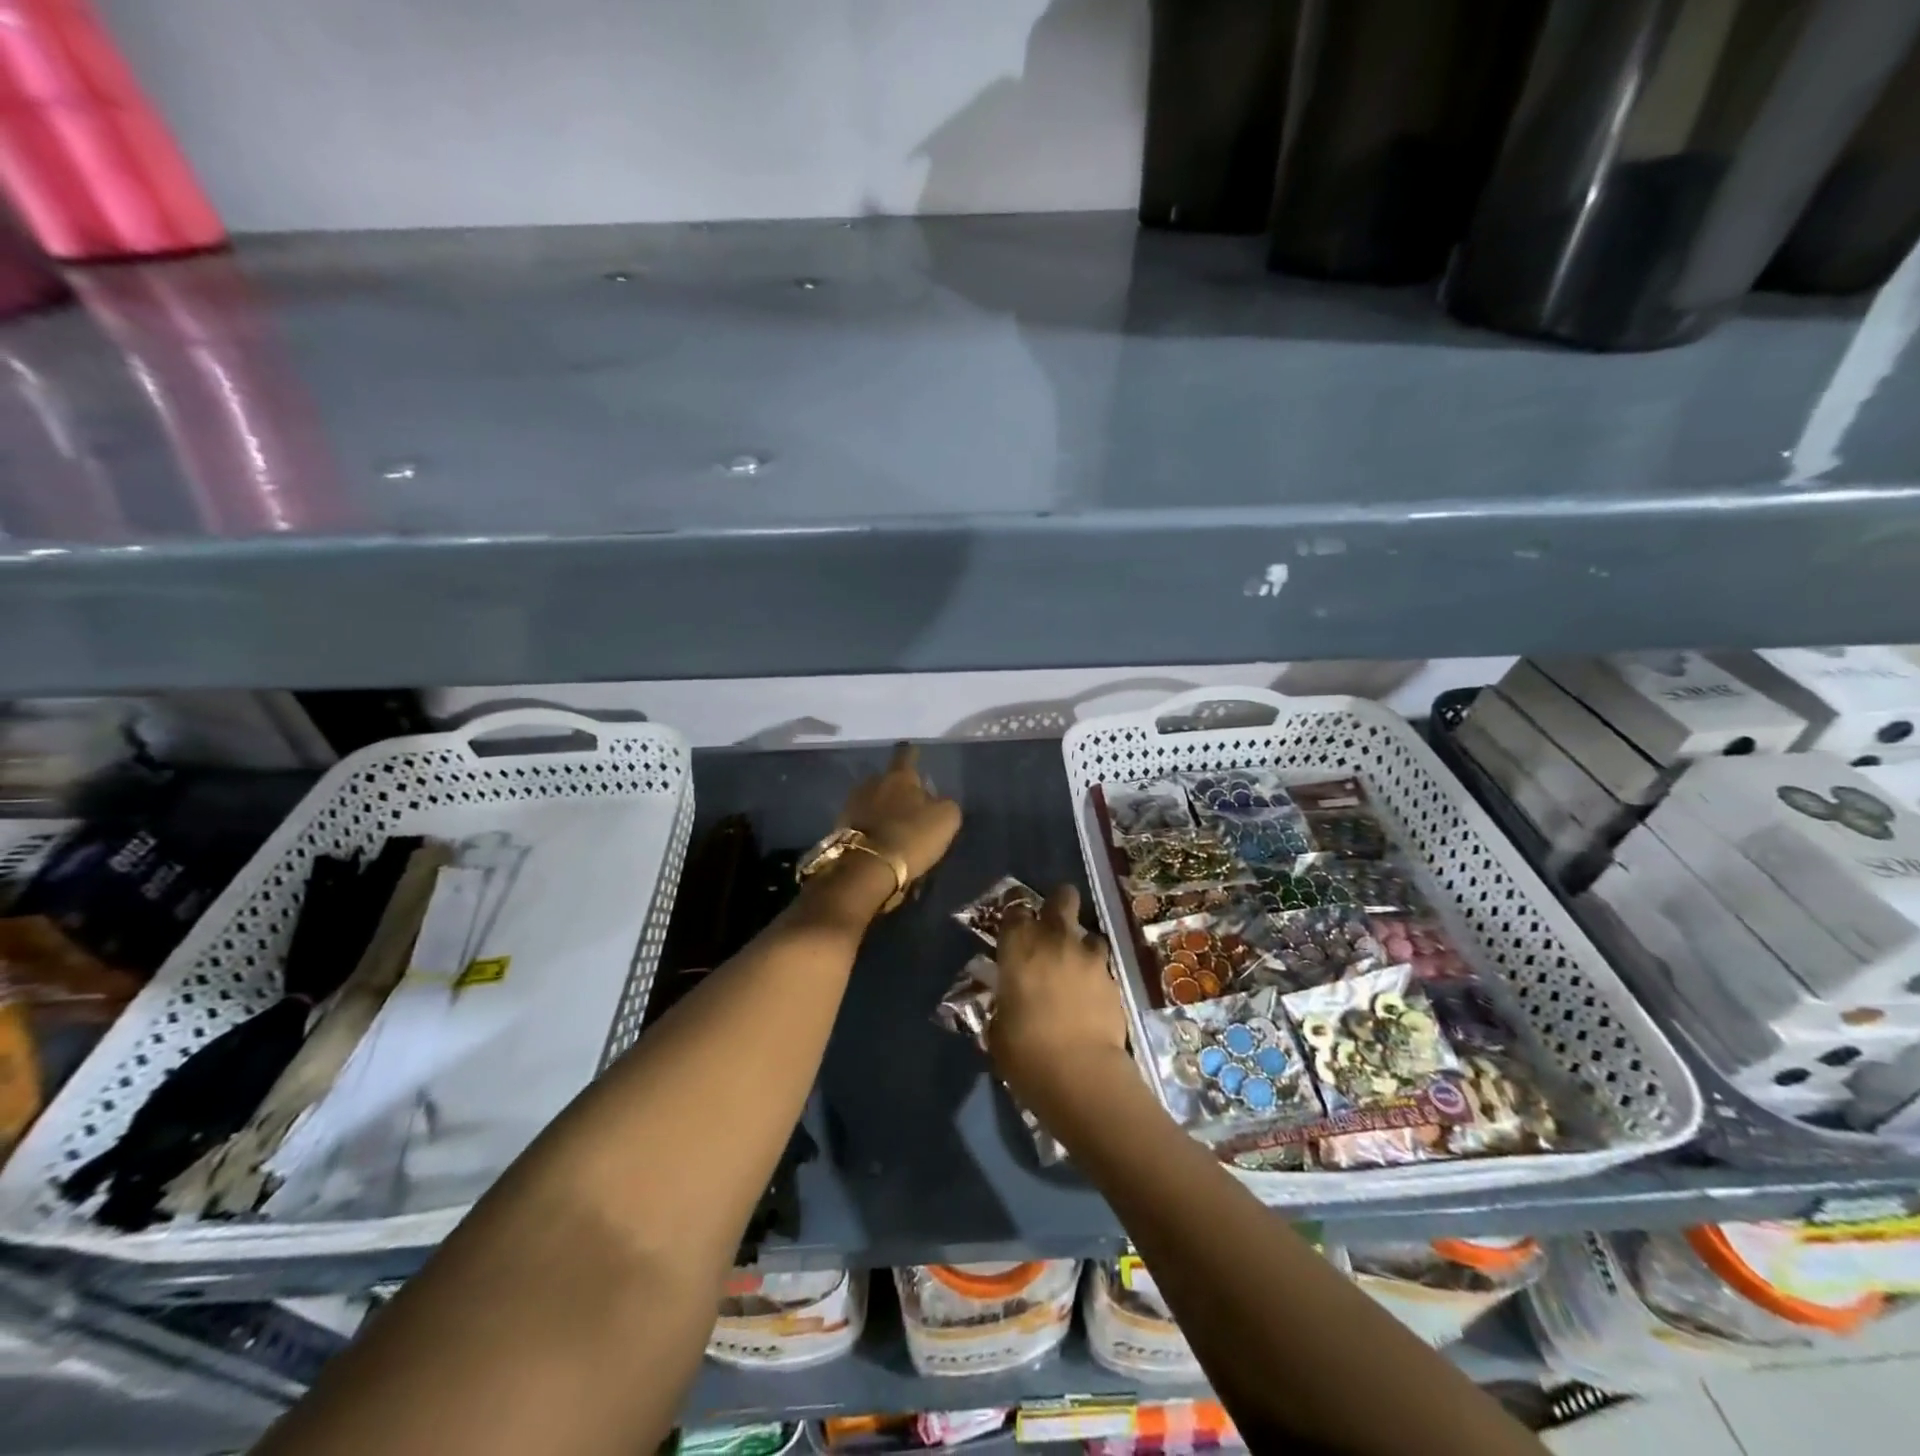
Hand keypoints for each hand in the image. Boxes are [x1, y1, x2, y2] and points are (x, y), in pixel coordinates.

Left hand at [838, 743, 961, 883]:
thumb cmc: (911, 836)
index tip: (913, 751)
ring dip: (882, 808)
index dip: (912, 753)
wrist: (867, 867)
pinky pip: (861, 820)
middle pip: (887, 779)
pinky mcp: (840, 826)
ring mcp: (853, 803)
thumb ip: (944, 804)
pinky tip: (879, 839)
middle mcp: (873, 782)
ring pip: (872, 799)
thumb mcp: (946, 819)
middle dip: (896, 788)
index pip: (907, 756)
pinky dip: (871, 826)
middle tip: (908, 802)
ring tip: (893, 824)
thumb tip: (936, 801)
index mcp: (900, 776)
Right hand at [989, 885, 1129, 1113]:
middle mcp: (1056, 939)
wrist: (1080, 1074)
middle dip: (1058, 904)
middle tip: (1051, 926)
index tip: (1014, 930)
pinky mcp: (1114, 980)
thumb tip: (1008, 1001)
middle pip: (1062, 898)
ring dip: (1081, 946)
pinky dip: (1095, 977)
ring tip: (1075, 969)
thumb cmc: (1024, 1050)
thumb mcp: (997, 1026)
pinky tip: (1090, 999)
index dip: (1015, 916)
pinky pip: (1102, 967)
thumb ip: (1004, 1001)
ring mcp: (1090, 958)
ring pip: (1089, 933)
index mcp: (1020, 944)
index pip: (1014, 909)